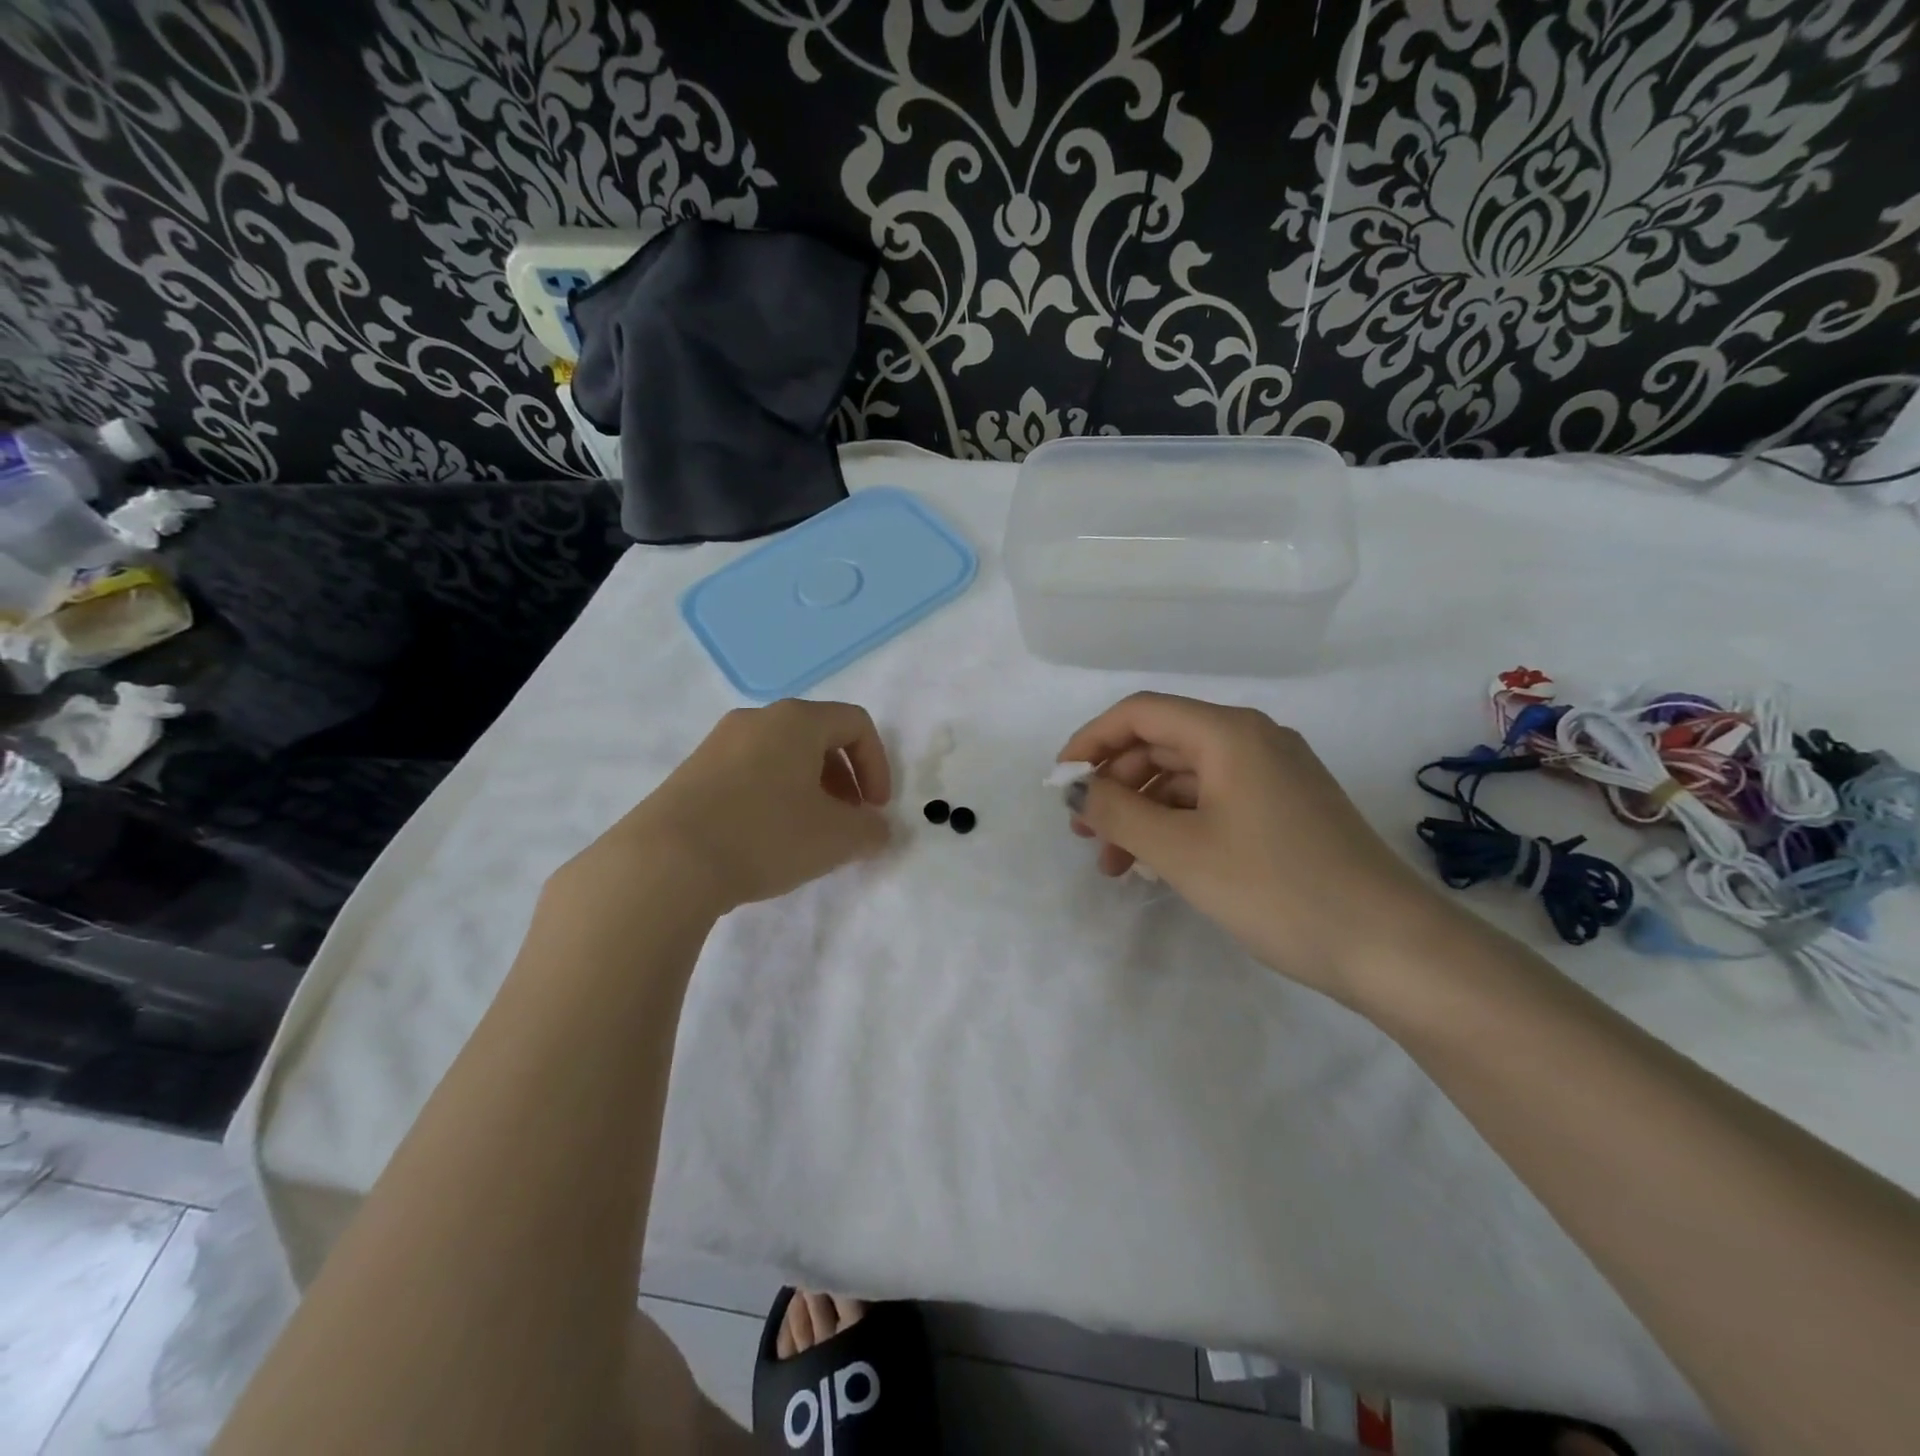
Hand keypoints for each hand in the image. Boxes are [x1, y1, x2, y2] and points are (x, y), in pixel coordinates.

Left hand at [560, 700, 892, 919]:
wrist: (664, 862)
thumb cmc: (765, 835)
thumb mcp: (836, 839)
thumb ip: (871, 831)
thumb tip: (877, 829)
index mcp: (796, 720)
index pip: (855, 723)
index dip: (878, 765)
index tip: (876, 809)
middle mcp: (756, 720)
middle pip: (817, 737)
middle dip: (844, 780)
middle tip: (847, 822)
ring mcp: (718, 744)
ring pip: (781, 756)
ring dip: (809, 790)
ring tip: (808, 835)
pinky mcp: (691, 773)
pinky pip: (749, 773)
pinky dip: (772, 797)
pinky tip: (765, 840)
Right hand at [1058, 692, 1456, 1002]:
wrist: (1392, 948)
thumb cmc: (1277, 888)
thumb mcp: (1181, 851)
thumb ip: (1118, 812)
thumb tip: (1079, 788)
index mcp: (1229, 733)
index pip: (1140, 713)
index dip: (1090, 741)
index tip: (1060, 784)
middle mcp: (1254, 740)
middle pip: (1162, 744)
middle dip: (1116, 785)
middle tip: (1085, 834)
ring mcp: (1276, 774)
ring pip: (1187, 778)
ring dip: (1144, 813)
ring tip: (1116, 865)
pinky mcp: (1288, 809)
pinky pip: (1215, 801)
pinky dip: (1179, 825)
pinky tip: (1161, 865)